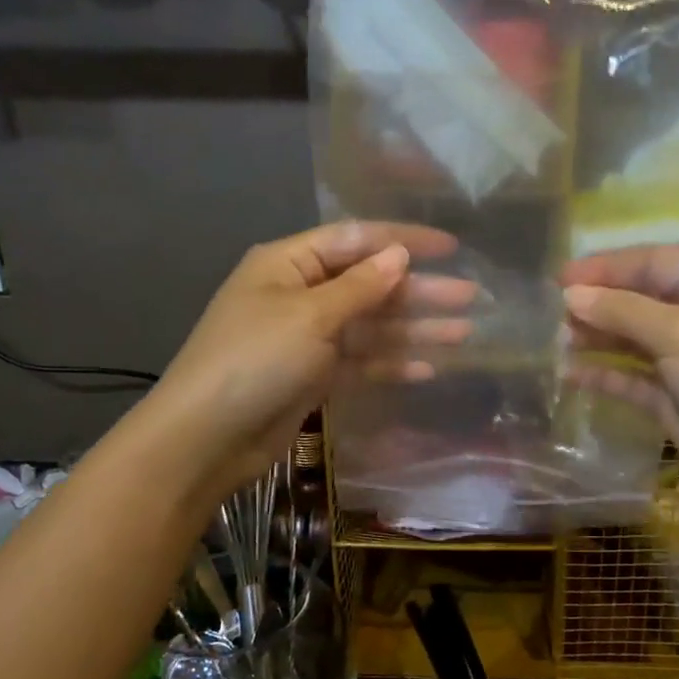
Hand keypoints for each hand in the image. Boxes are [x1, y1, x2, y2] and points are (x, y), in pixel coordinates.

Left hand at [146, 222, 473, 498]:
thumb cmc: (254, 361)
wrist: (207, 438)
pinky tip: (428, 368)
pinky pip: (361, 362)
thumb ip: (360, 287)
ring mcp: (308, 338)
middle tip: (471, 296)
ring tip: (464, 333)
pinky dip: (392, 363)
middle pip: (370, 285)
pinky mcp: (314, 376)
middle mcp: (300, 295)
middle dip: (419, 291)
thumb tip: (399, 256)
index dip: (404, 241)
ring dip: (414, 329)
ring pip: (371, 326)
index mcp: (289, 264)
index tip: (451, 247)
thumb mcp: (309, 317)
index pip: (356, 240)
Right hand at [561, 247, 678, 522]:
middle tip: (556, 312)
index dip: (608, 266)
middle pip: (642, 300)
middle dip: (600, 302)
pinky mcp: (676, 400)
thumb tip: (571, 294)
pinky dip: (606, 374)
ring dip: (599, 337)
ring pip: (635, 340)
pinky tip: (572, 373)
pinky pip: (634, 379)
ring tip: (559, 340)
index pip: (654, 262)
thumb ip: (622, 310)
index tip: (562, 278)